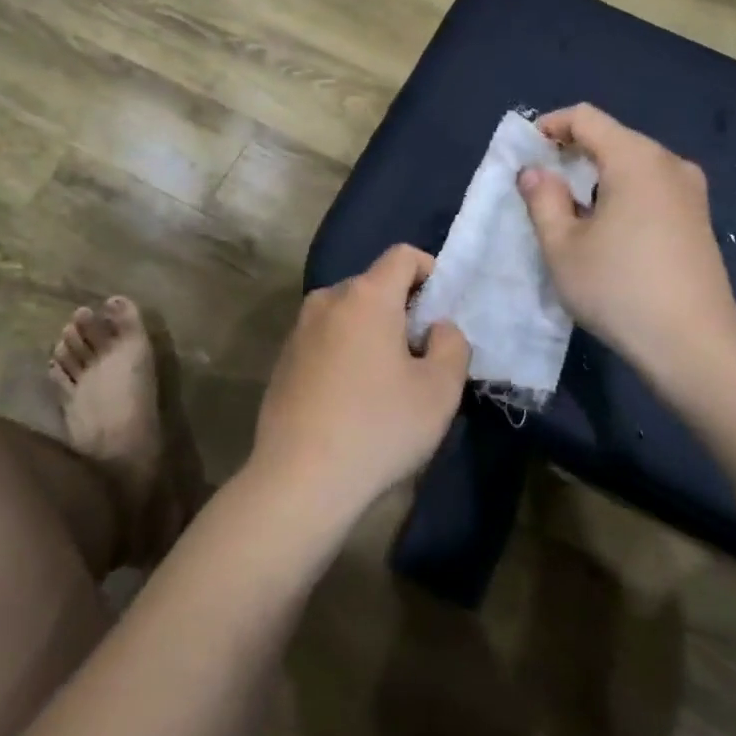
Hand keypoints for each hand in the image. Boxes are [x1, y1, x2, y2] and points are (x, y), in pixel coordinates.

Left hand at [251, 245, 470, 528]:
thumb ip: (452, 344)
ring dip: (373, 332)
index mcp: (365, 296)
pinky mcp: (283, 360)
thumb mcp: (440, 390)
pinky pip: (326, 339)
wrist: (299, 480)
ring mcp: (299, 330)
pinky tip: (352, 399)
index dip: (431, 272)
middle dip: (403, 308)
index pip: (403, 255)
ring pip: (348, 313)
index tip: (442, 313)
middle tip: (421, 354)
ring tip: (387, 380)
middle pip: (374, 285)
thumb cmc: (378, 428)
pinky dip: (346, 351)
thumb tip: (437, 328)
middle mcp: (326, 300)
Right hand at [517, 104, 735, 372]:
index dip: (549, 126)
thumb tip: (535, 172)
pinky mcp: (699, 216)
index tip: (525, 154)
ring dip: (597, 175)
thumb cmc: (619, 289)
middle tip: (541, 185)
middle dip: (572, 152)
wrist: (694, 345)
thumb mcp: (562, 247)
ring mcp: (690, 190)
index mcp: (636, 159)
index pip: (586, 117)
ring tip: (571, 210)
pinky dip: (622, 192)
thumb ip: (543, 200)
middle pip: (612, 137)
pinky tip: (608, 228)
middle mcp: (668, 163)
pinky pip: (652, 185)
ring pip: (633, 163)